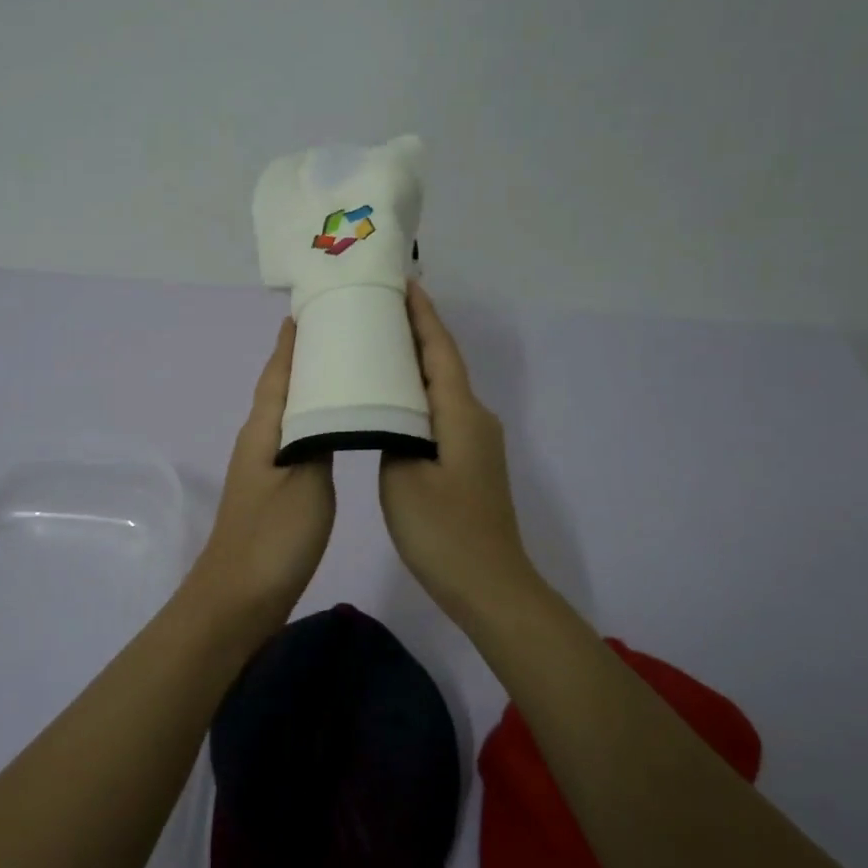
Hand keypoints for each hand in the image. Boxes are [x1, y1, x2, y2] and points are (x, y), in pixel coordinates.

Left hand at [184, 319, 335, 618]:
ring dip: (310, 389)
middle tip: (338, 332)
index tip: (307, 310)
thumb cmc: (274, 538)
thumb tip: (330, 407)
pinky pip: (295, 439)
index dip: (291, 343)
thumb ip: (319, 440)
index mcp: (263, 430)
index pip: (278, 374)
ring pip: (289, 414)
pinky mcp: (273, 491)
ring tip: (344, 371)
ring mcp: (263, 468)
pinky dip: (313, 421)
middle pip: (281, 388)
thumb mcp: (306, 483)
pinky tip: (333, 427)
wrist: (239, 599)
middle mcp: (258, 441)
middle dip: (303, 358)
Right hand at [379, 283, 539, 616]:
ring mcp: (475, 442)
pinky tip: (392, 400)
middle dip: (415, 331)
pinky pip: (440, 413)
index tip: (403, 282)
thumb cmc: (443, 531)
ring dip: (414, 363)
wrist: (489, 586)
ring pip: (441, 389)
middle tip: (378, 307)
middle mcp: (474, 418)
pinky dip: (416, 395)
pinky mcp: (469, 462)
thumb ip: (392, 433)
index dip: (422, 315)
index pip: (439, 350)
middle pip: (443, 363)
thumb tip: (389, 413)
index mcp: (460, 414)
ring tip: (378, 344)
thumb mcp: (403, 477)